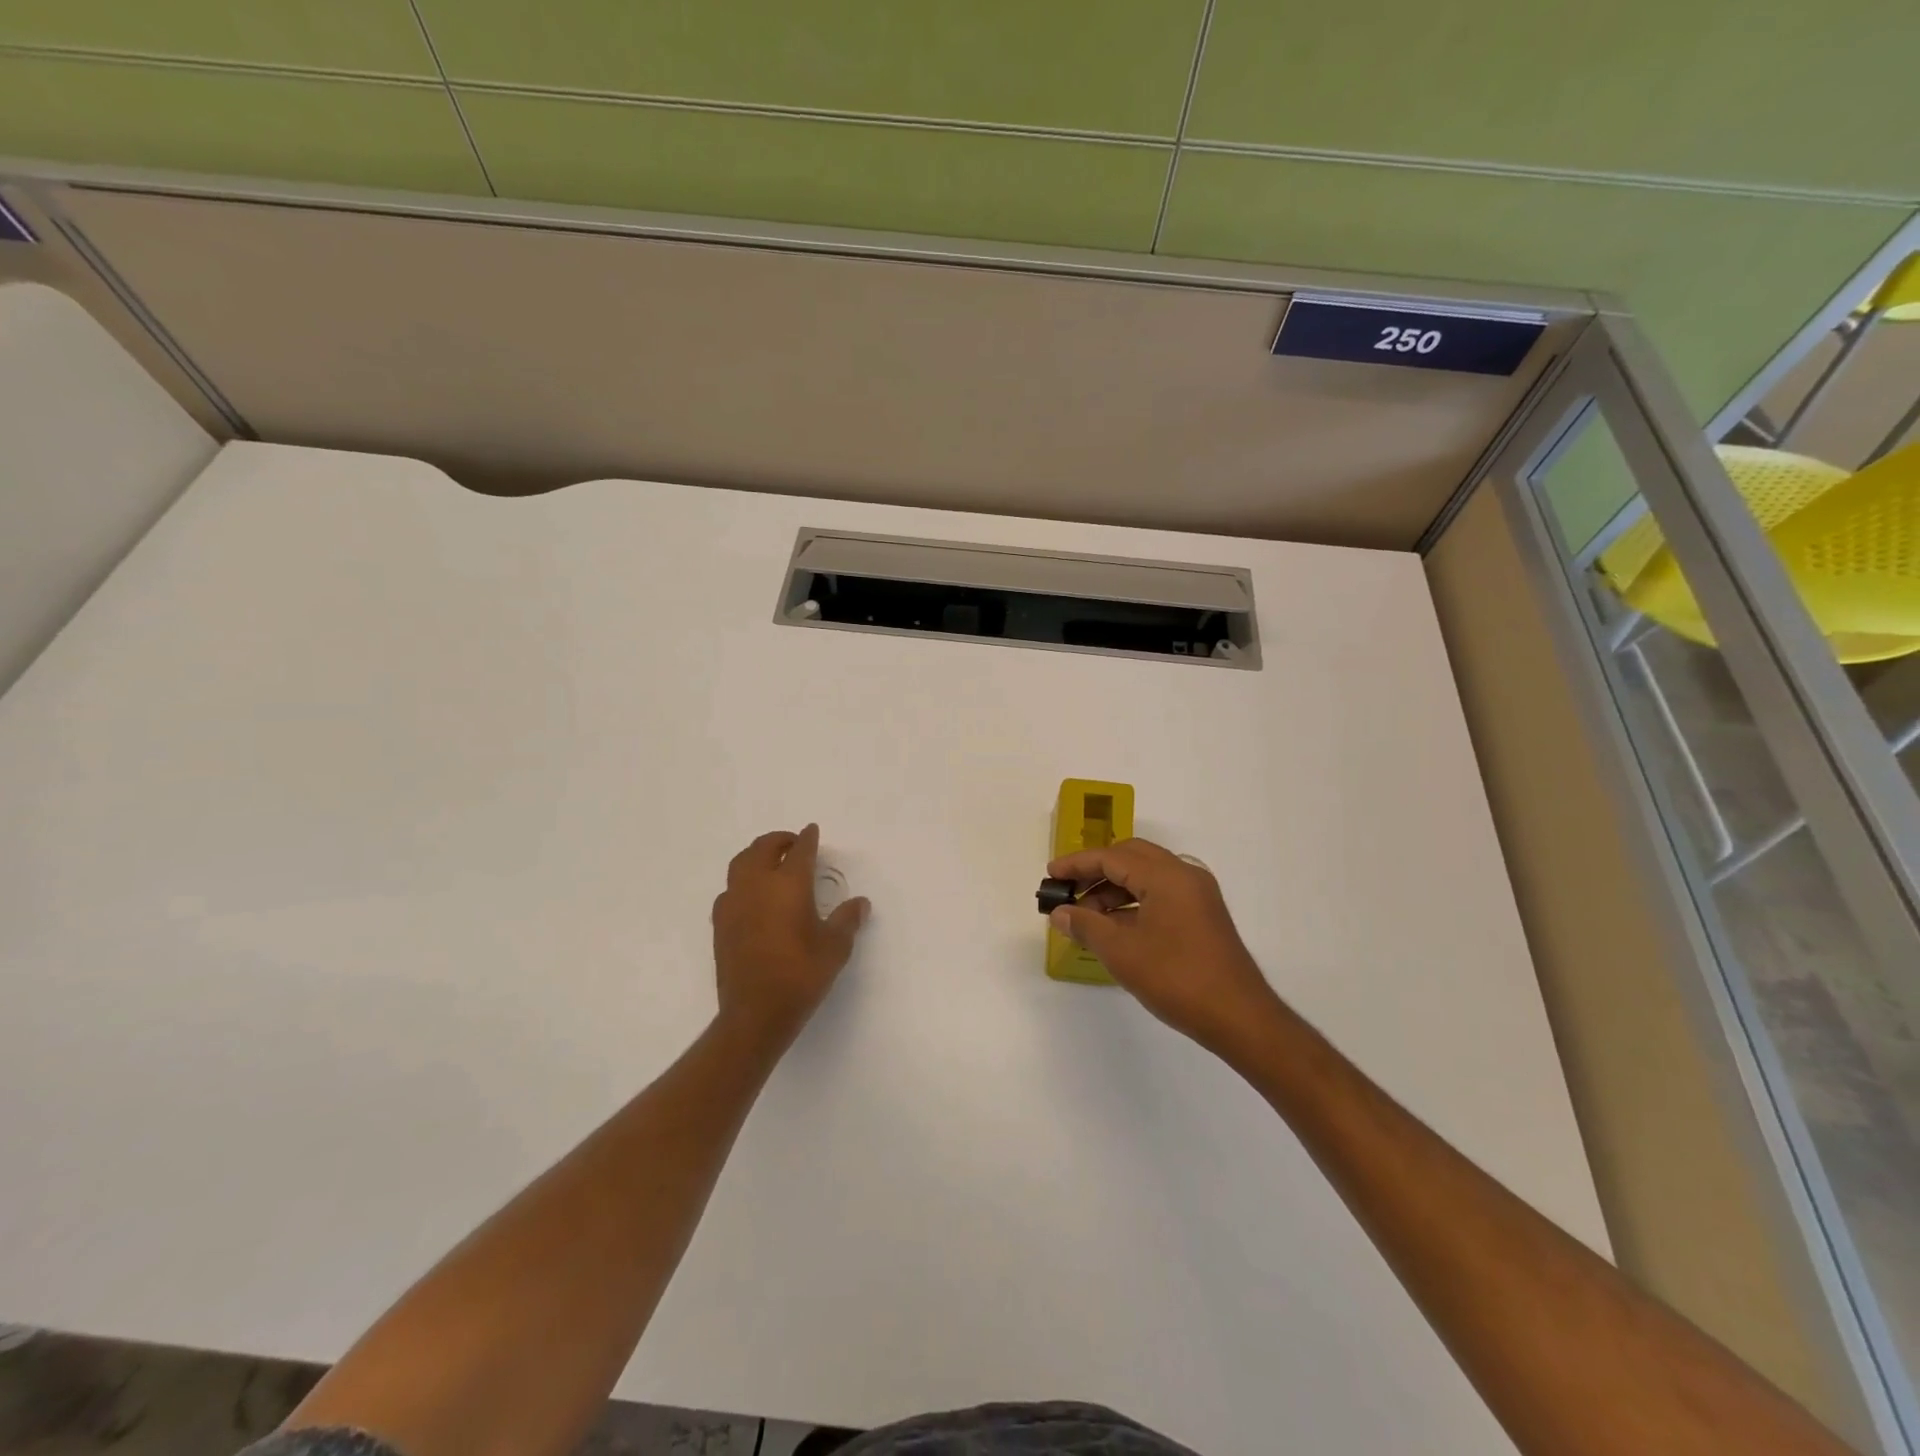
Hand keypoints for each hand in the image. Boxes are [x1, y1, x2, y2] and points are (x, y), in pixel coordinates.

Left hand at [711, 825, 869, 1050]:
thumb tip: (860, 903)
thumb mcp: (835, 948)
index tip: (812, 831)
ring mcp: (734, 903)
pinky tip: (752, 896)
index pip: (800, 851)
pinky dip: (742, 881)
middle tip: (793, 844)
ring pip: (741, 864)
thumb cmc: (801, 976)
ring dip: (757, 856)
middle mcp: (757, 885)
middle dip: (779, 841)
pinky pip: (730, 889)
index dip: (808, 838)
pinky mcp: (720, 923)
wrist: (755, 1013)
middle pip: (763, 848)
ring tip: (771, 863)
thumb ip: (847, 920)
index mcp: (788, 885)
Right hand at [1048, 837, 1280, 1055]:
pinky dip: (1134, 902)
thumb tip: (1060, 913)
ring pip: (1146, 875)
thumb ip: (1087, 926)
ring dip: (1114, 888)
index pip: (1112, 856)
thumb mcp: (1122, 952)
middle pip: (1131, 857)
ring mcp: (1198, 895)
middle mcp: (1185, 875)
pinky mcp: (1203, 914)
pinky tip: (1115, 927)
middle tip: (1069, 890)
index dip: (1078, 864)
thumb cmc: (1177, 979)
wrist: (1239, 1017)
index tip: (1051, 876)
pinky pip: (1161, 893)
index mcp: (1166, 876)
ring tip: (1087, 916)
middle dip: (1096, 871)